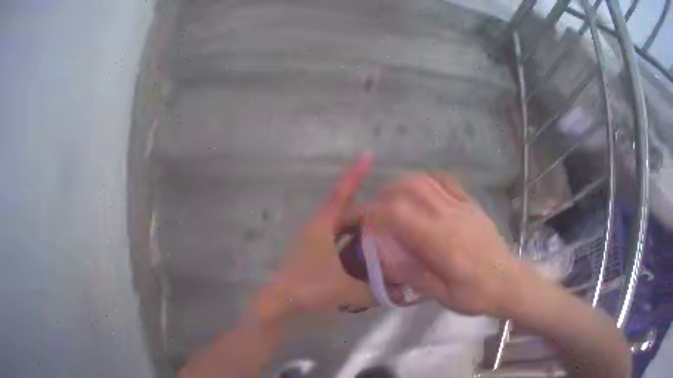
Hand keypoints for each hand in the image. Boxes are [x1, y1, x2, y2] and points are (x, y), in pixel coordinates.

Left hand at [178, 155, 376, 377]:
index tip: (368, 155)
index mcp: (323, 225)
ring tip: (383, 238)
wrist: (279, 302)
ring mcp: (314, 241)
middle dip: (368, 214)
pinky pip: (338, 242)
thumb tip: (402, 292)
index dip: (355, 174)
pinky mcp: (313, 254)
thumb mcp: (347, 289)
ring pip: (342, 228)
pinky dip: (352, 245)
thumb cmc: (309, 288)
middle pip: (347, 212)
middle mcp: (318, 228)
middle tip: (393, 219)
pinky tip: (365, 258)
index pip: (342, 193)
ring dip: (360, 231)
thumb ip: (376, 291)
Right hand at [369, 173, 524, 316]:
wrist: (509, 282)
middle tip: (377, 207)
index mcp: (441, 242)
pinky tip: (422, 189)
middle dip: (387, 193)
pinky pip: (447, 181)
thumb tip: (384, 259)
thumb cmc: (475, 294)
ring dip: (405, 183)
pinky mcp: (472, 204)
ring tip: (395, 197)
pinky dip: (429, 179)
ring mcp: (463, 206)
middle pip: (411, 187)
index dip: (376, 214)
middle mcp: (449, 216)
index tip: (366, 223)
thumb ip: (412, 274)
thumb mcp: (441, 295)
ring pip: (427, 180)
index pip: (399, 214)